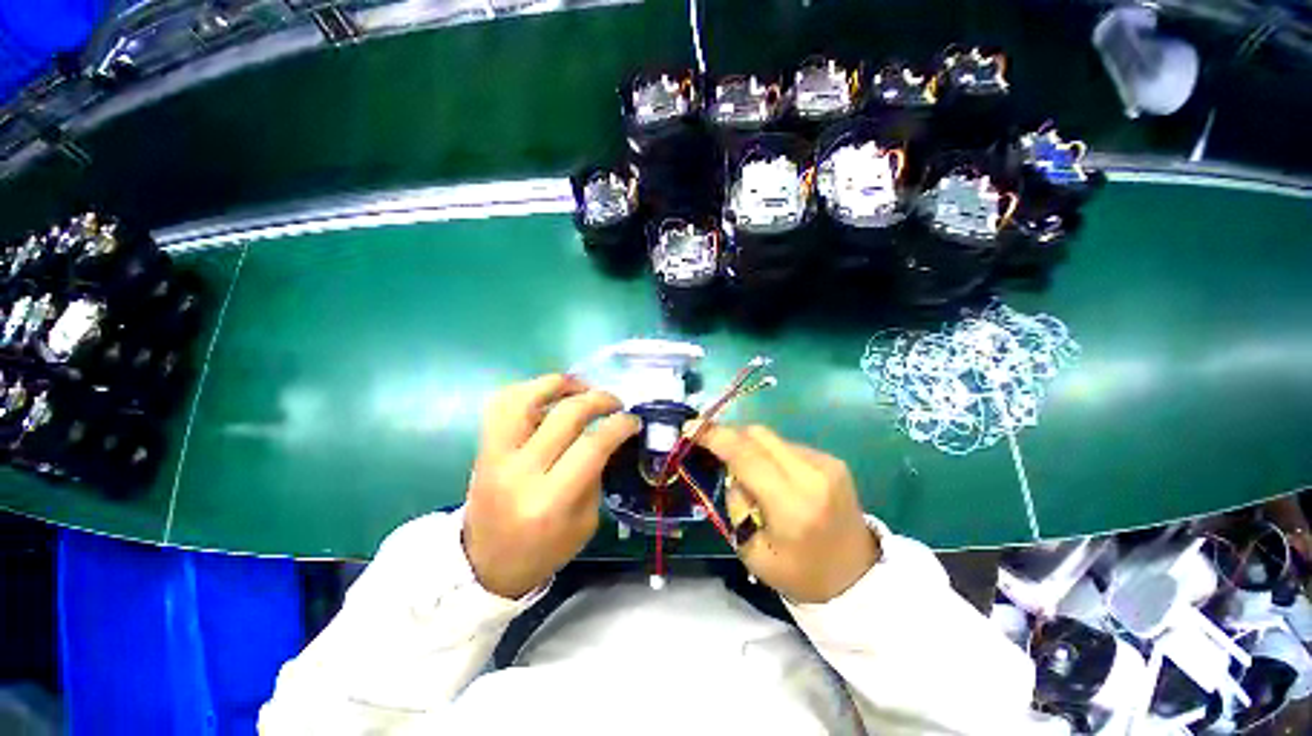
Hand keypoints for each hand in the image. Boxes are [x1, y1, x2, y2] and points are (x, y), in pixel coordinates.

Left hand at [463, 374, 639, 598]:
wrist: (485, 564)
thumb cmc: (543, 549)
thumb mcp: (585, 522)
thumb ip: (596, 474)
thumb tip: (608, 435)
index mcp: (551, 500)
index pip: (592, 445)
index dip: (619, 425)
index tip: (633, 420)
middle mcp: (520, 471)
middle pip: (565, 415)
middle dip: (598, 399)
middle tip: (614, 403)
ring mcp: (495, 455)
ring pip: (525, 398)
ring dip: (560, 383)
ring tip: (581, 387)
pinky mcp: (482, 447)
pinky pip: (501, 403)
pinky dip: (528, 389)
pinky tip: (548, 394)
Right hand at [696, 424, 879, 603]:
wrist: (857, 578)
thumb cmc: (799, 573)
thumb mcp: (751, 550)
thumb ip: (735, 502)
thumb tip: (730, 468)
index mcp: (791, 506)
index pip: (745, 455)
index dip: (714, 436)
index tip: (690, 428)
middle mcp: (812, 475)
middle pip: (758, 434)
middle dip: (730, 436)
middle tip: (713, 448)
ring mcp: (826, 463)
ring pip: (771, 438)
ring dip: (751, 448)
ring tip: (750, 475)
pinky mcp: (833, 460)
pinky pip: (787, 446)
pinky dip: (771, 454)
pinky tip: (774, 477)